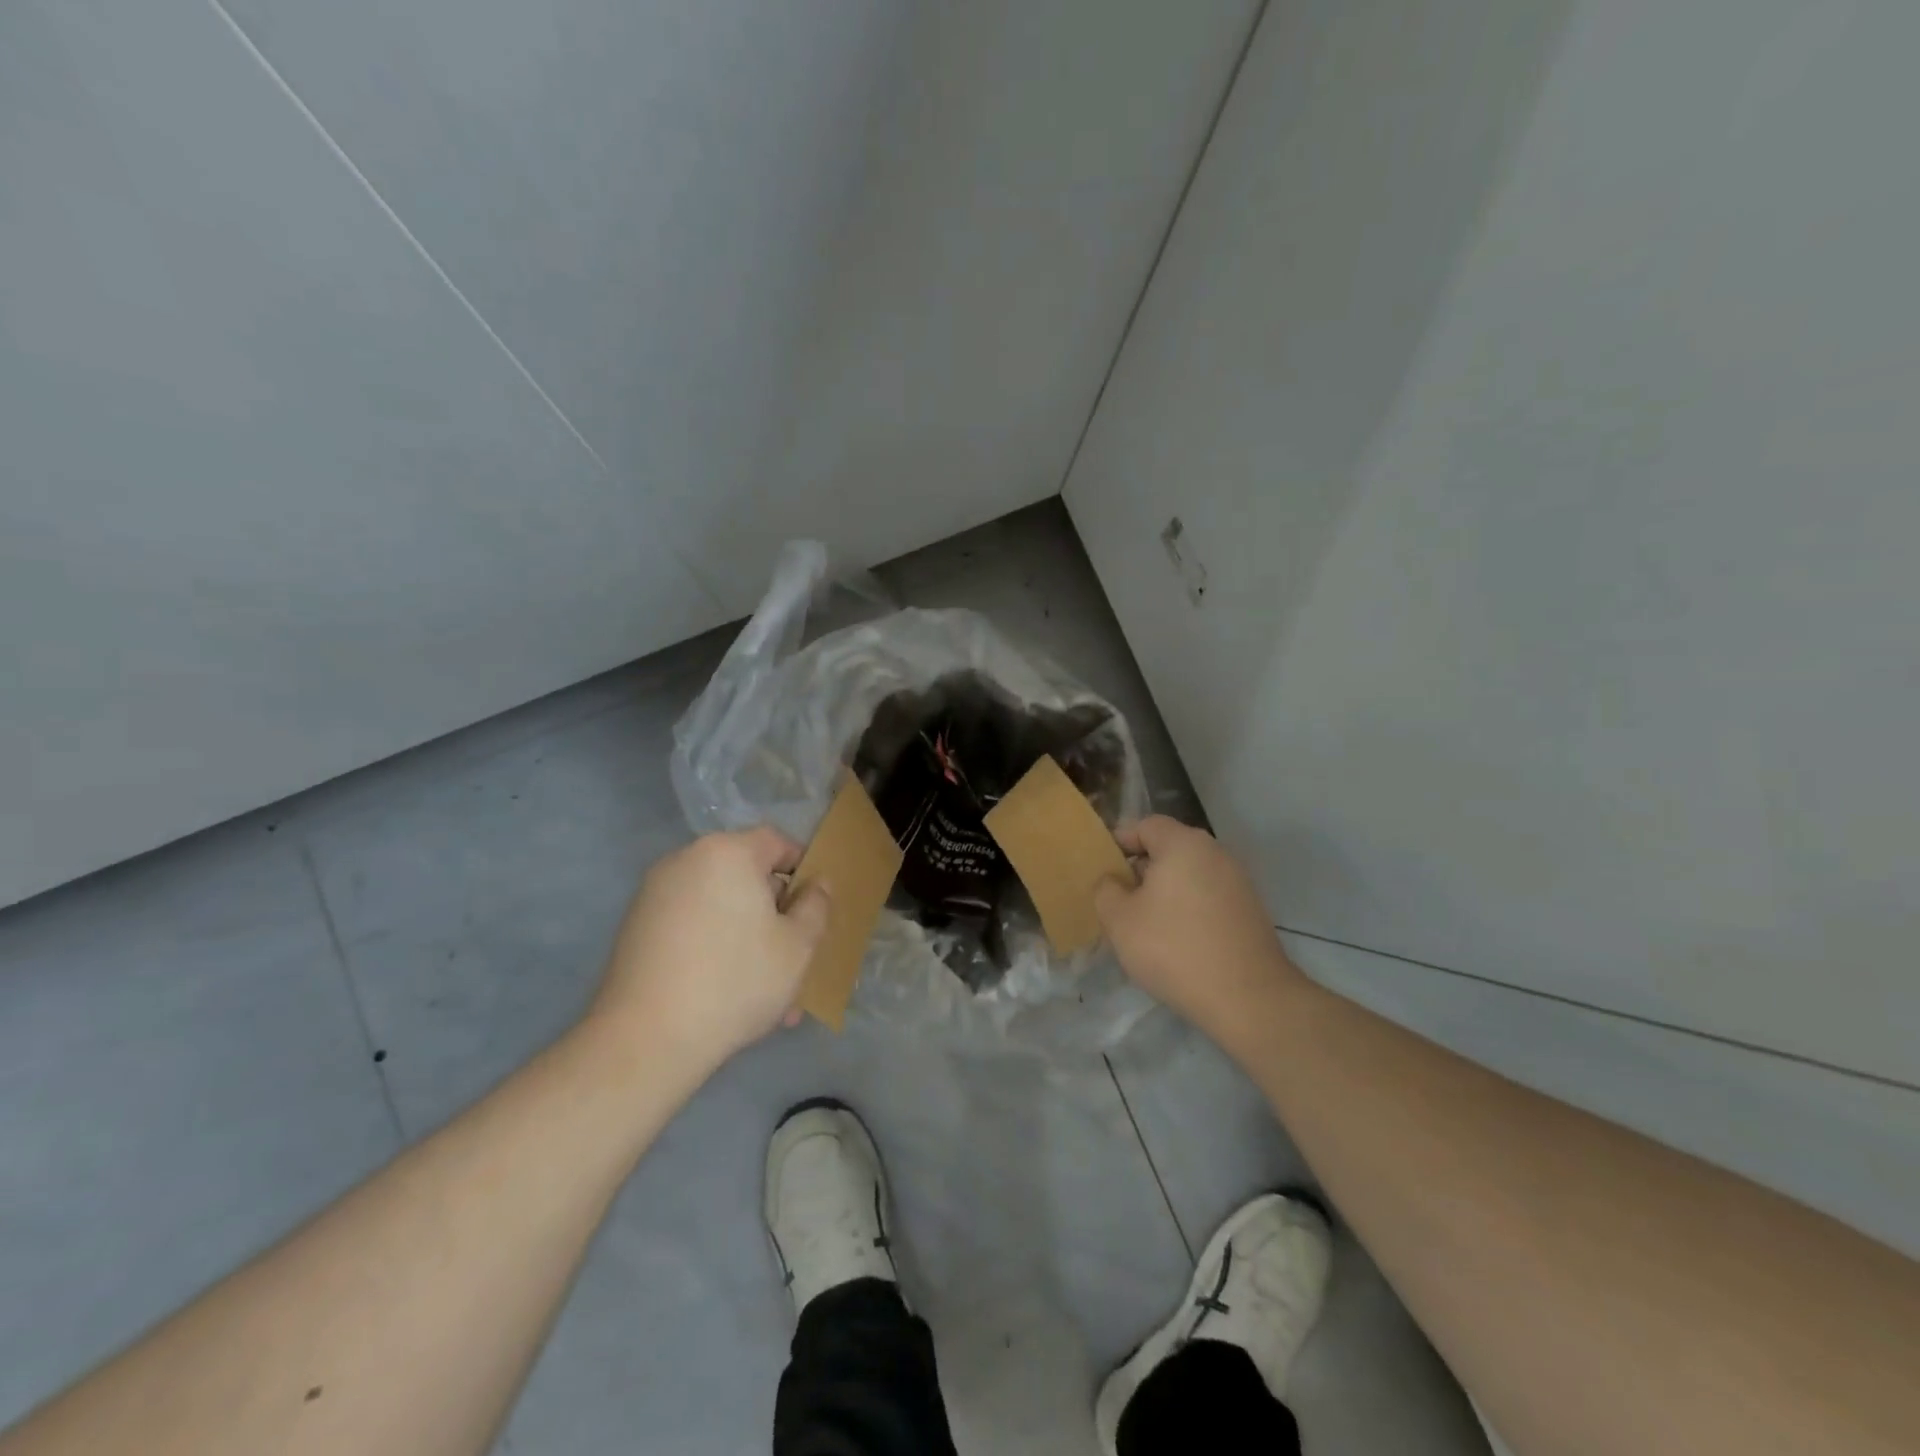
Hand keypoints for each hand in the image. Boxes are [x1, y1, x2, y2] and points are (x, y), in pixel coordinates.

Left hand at [586, 828, 829, 1079]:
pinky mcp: (636, 927)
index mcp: (728, 852)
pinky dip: (712, 946)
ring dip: (746, 936)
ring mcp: (655, 893)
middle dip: (773, 912)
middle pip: (745, 874)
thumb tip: (816, 884)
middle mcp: (687, 860)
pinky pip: (691, 925)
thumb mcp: (798, 946)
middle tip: (793, 956)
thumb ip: (816, 906)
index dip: (803, 869)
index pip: (777, 842)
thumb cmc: (736, 981)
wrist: (646, 1039)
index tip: (814, 908)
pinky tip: (725, 993)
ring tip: (764, 988)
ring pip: (719, 905)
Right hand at [1094, 816, 1306, 1041]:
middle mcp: (1215, 852)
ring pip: (1190, 874)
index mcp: (1183, 843)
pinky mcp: (1250, 909)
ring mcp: (1238, 881)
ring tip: (1147, 924)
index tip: (1104, 871)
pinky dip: (1189, 908)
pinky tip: (1179, 940)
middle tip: (1121, 900)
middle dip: (1142, 869)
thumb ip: (1106, 890)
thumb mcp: (1119, 920)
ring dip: (1166, 891)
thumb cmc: (1174, 948)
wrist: (1247, 998)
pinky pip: (1208, 896)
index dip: (1119, 843)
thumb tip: (1112, 881)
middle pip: (1169, 848)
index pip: (1145, 825)